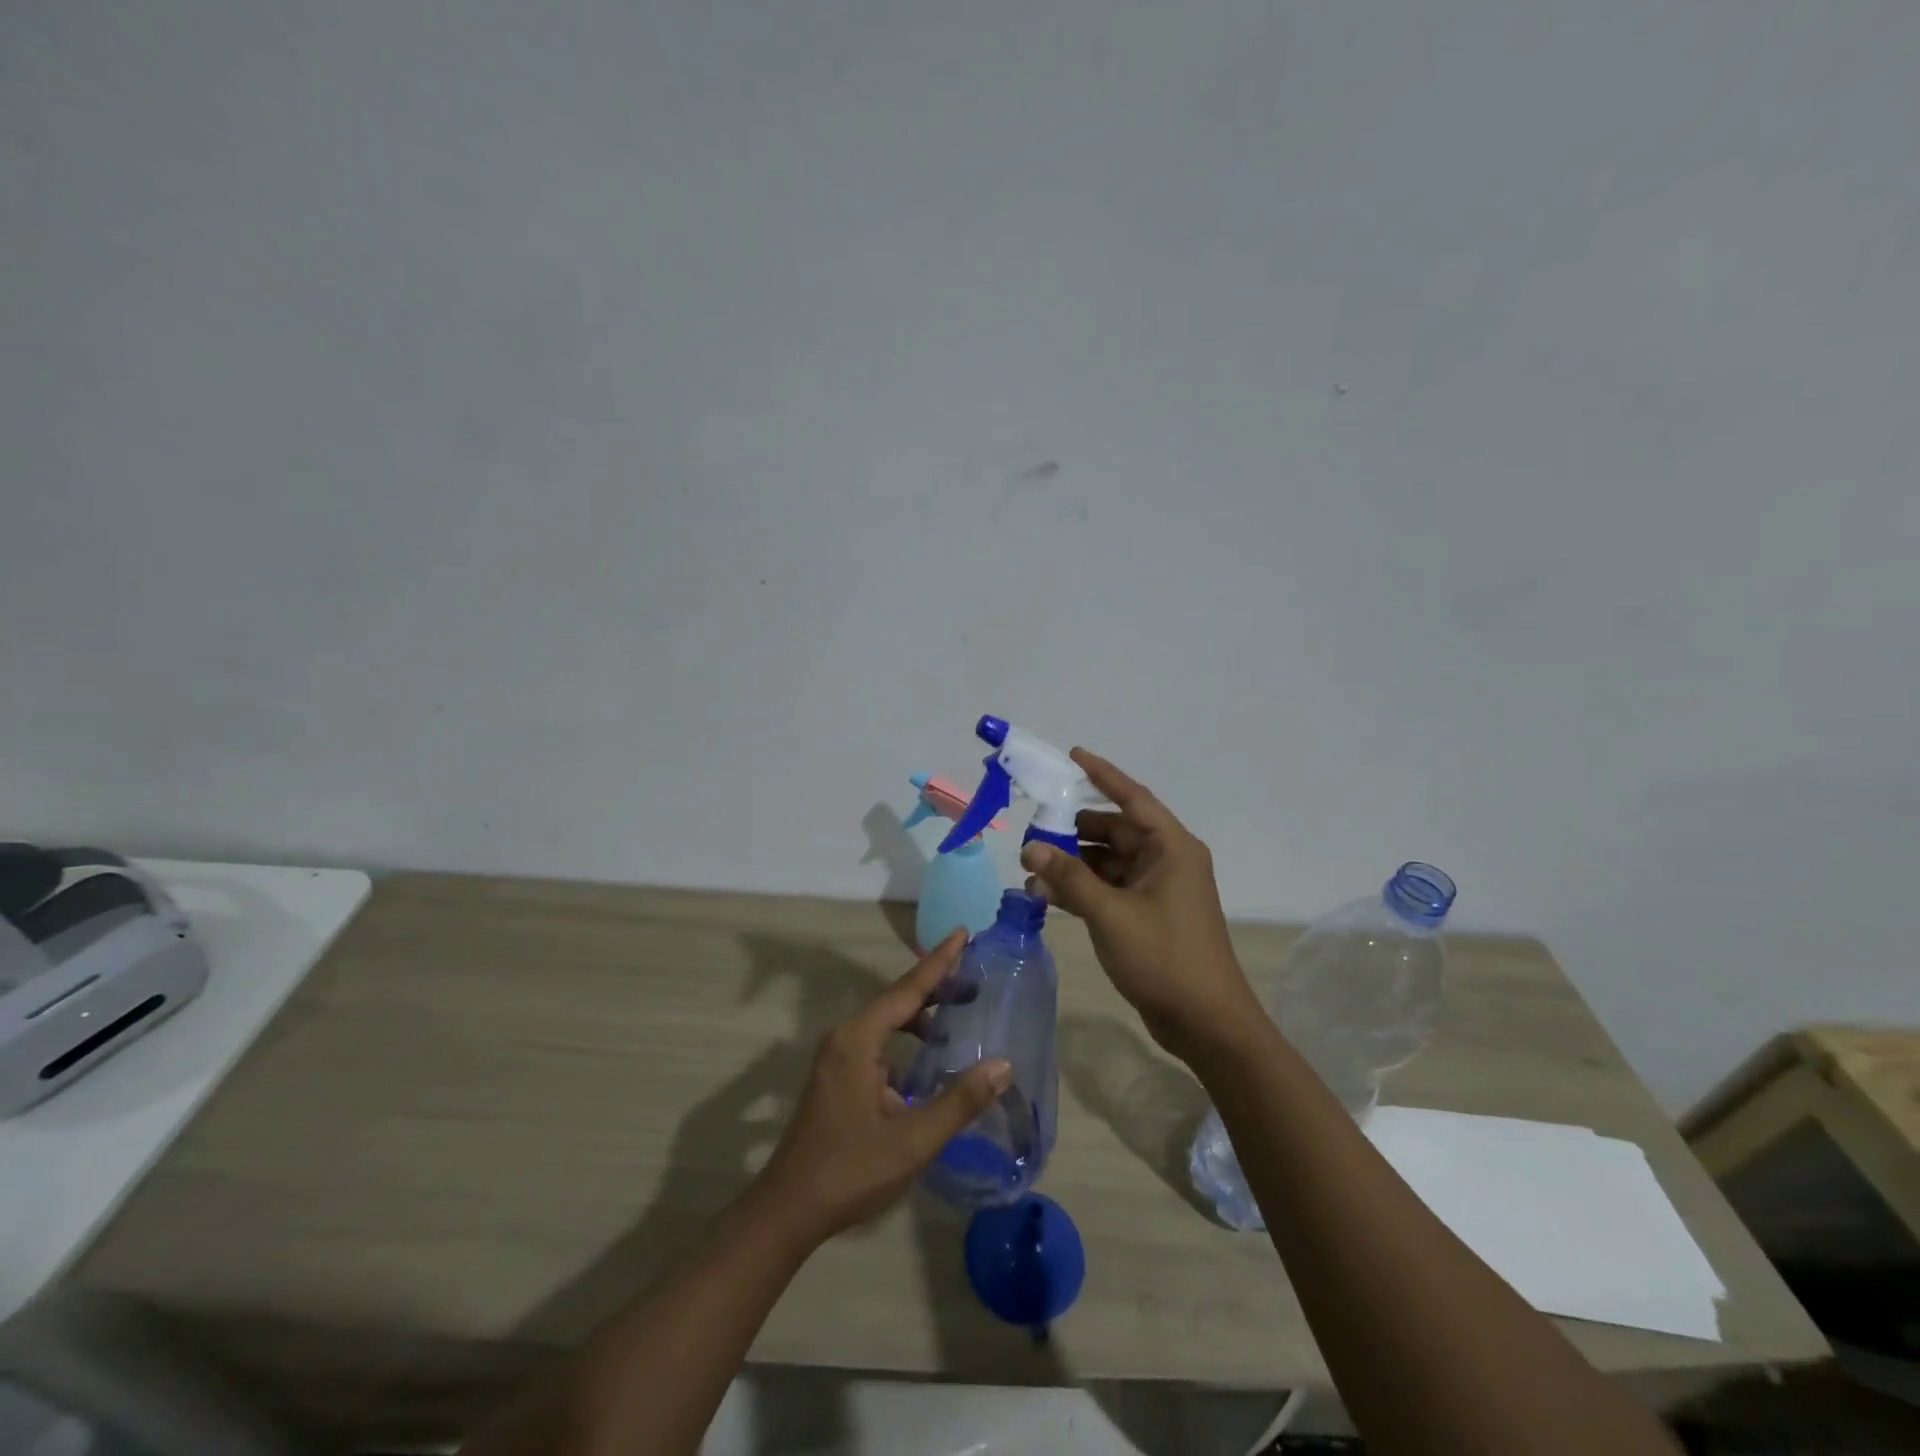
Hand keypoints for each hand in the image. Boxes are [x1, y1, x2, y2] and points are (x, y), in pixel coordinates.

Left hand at [755, 931, 1010, 1244]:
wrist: (788, 1210)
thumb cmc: (850, 1171)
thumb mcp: (912, 1140)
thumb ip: (959, 1101)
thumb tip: (1002, 1065)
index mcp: (858, 1040)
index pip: (907, 989)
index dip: (939, 962)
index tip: (962, 932)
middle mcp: (845, 1037)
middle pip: (896, 999)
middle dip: (935, 985)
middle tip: (973, 974)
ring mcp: (838, 1057)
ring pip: (886, 1022)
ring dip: (921, 1015)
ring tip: (958, 1011)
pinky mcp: (837, 1076)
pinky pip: (878, 1042)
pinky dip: (906, 1039)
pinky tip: (928, 1057)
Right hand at [1021, 748, 1259, 1057]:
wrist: (1206, 1023)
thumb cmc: (1165, 958)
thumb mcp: (1111, 914)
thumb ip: (1070, 877)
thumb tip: (1030, 849)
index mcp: (1172, 848)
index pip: (1133, 798)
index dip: (1103, 775)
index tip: (1072, 755)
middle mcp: (1167, 861)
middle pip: (1115, 831)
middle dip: (1074, 831)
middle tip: (1033, 832)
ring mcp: (1158, 890)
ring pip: (1108, 862)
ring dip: (1073, 864)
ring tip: (1031, 869)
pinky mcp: (1148, 915)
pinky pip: (1109, 889)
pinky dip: (1082, 889)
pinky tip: (1047, 895)